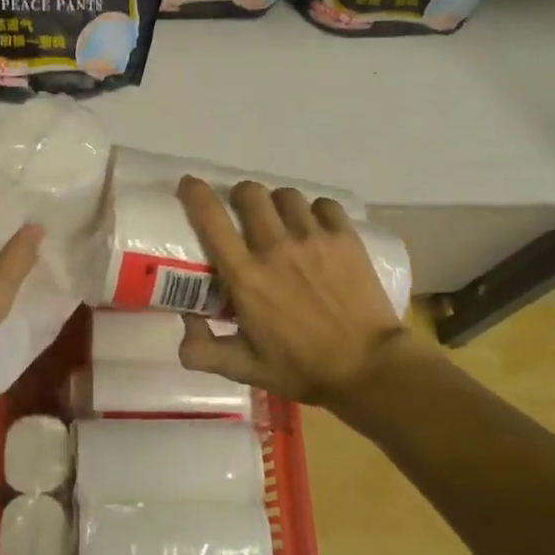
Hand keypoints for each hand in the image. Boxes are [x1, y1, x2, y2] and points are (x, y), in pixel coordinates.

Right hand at [174, 177, 436, 405]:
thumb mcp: (245, 368)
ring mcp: (313, 239)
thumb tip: (184, 322)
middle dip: (240, 195)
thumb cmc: (303, 369)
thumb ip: (203, 351)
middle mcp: (275, 247)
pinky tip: (316, 226)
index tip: (189, 185)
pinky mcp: (345, 238)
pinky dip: (315, 210)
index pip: (211, 219)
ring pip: (286, 195)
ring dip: (277, 203)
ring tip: (281, 218)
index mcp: (246, 276)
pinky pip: (324, 205)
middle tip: (242, 210)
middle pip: (250, 193)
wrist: (370, 370)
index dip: (196, 194)